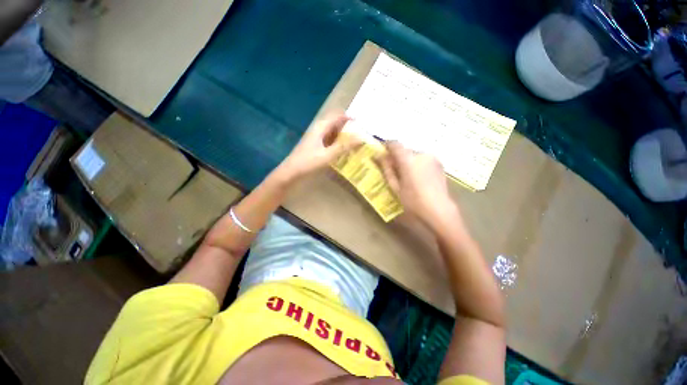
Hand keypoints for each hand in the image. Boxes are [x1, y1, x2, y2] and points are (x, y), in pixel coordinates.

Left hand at [276, 113, 360, 181]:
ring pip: (334, 133)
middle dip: (349, 128)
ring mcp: (317, 138)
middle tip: (362, 136)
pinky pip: (331, 141)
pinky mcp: (317, 146)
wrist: (291, 173)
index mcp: (321, 127)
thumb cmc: (308, 163)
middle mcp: (319, 129)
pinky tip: (345, 151)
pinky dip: (339, 144)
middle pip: (337, 124)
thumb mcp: (328, 155)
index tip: (363, 126)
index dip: (350, 118)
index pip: (338, 116)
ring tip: (357, 144)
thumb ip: (344, 146)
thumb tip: (361, 137)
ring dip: (344, 137)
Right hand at [377, 142, 455, 225]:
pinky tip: (417, 177)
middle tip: (392, 169)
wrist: (439, 211)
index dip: (386, 146)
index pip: (395, 144)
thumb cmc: (413, 201)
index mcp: (409, 160)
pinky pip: (423, 159)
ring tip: (405, 175)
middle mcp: (422, 154)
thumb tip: (379, 156)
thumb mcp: (395, 187)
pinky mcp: (439, 164)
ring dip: (407, 161)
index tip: (381, 152)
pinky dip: (417, 164)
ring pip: (414, 155)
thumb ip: (387, 169)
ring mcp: (432, 158)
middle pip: (405, 150)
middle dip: (397, 157)